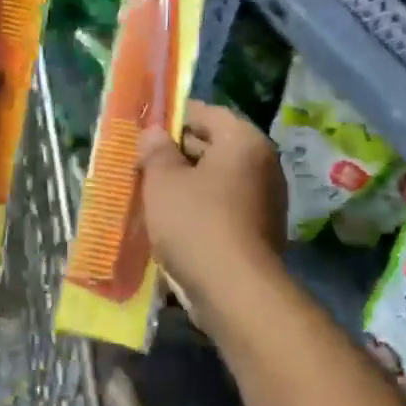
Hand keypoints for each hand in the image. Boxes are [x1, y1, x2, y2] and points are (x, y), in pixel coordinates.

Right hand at [137, 102, 287, 302]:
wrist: (235, 292)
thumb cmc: (197, 222)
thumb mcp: (163, 180)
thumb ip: (156, 150)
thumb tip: (154, 133)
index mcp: (244, 141)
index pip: (207, 113)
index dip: (174, 116)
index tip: (146, 127)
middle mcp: (262, 164)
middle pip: (213, 145)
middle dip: (176, 152)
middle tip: (141, 160)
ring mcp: (265, 200)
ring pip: (216, 180)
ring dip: (185, 183)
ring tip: (148, 191)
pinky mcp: (259, 232)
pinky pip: (223, 207)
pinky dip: (199, 208)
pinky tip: (169, 220)